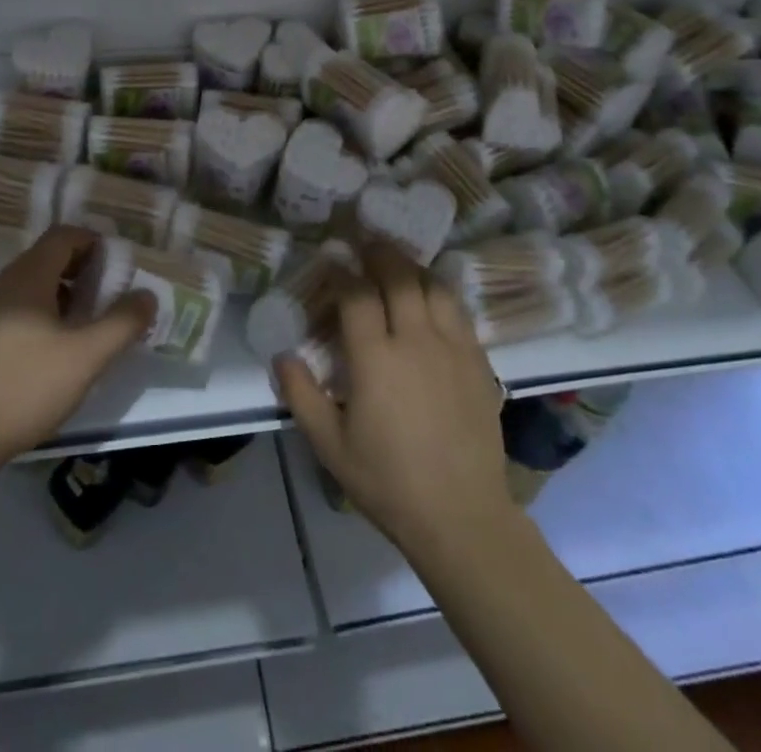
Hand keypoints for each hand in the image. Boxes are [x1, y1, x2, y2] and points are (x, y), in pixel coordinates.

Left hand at [0, 227, 153, 478]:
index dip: (95, 242)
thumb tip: (147, 296)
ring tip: (89, 324)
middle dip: (84, 270)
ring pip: (33, 286)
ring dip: (65, 295)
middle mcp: (4, 283)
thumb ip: (122, 323)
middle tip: (112, 295)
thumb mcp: (86, 356)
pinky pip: (18, 309)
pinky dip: (44, 315)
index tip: (120, 266)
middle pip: (48, 258)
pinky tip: (56, 350)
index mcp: (28, 276)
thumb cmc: (25, 385)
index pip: (64, 235)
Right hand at [275, 243, 520, 572]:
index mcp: (375, 359)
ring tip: (399, 262)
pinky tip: (431, 297)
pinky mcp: (479, 363)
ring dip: (413, 267)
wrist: (462, 518)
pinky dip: (440, 292)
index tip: (333, 260)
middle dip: (380, 253)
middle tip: (366, 242)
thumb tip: (281, 354)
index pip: (357, 295)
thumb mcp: (330, 446)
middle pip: (400, 277)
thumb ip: (300, 395)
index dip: (343, 271)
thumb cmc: (388, 483)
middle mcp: (416, 342)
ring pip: (434, 287)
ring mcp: (453, 349)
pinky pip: (459, 311)